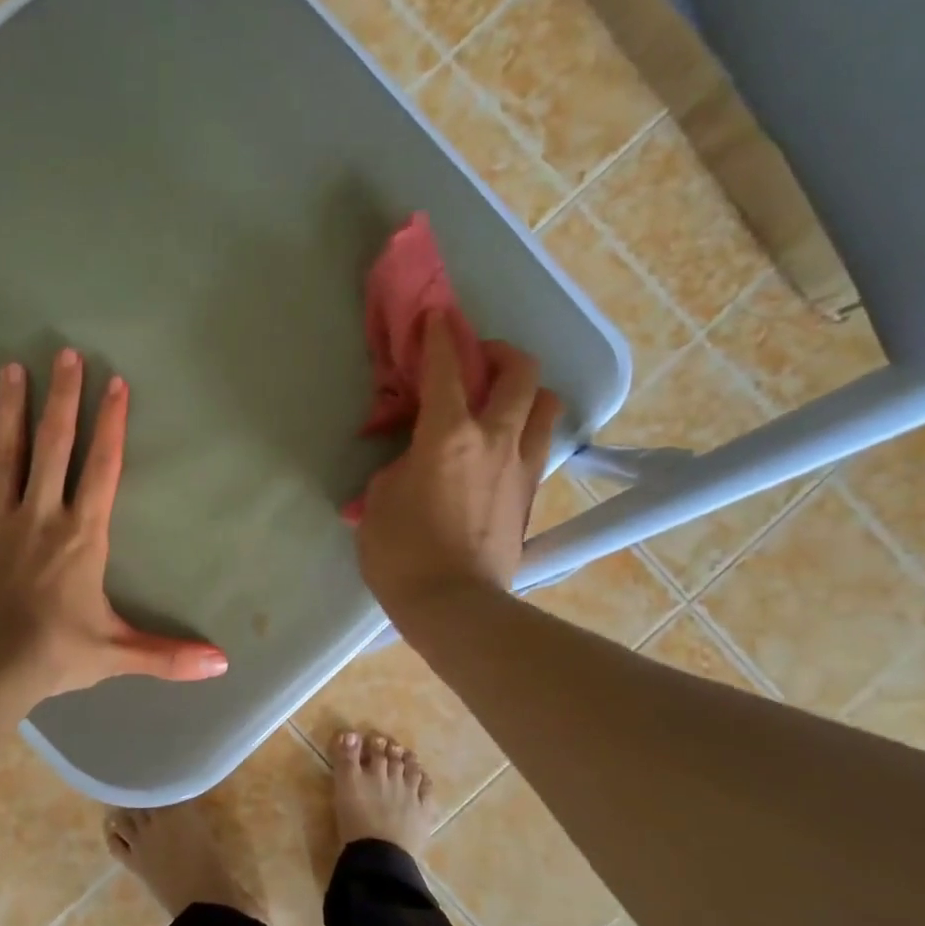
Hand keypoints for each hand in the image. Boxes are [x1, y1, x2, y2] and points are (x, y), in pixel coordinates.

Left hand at [0, 348, 229, 701]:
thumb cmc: (54, 653)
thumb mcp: (117, 654)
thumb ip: (168, 654)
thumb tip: (224, 664)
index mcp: (82, 535)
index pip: (102, 468)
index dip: (111, 424)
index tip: (114, 383)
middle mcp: (42, 514)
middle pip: (55, 446)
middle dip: (63, 398)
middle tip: (65, 354)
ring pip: (6, 453)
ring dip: (11, 409)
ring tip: (12, 368)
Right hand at [354, 314, 562, 622]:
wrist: (453, 606)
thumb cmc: (402, 553)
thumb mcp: (379, 501)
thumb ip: (399, 466)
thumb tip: (414, 461)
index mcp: (449, 434)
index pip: (448, 367)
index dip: (440, 336)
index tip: (437, 318)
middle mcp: (495, 438)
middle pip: (520, 371)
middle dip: (499, 353)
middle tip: (477, 363)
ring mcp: (521, 466)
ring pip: (545, 405)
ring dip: (525, 392)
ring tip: (500, 405)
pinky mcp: (531, 495)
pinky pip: (539, 445)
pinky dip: (525, 432)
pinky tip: (502, 449)